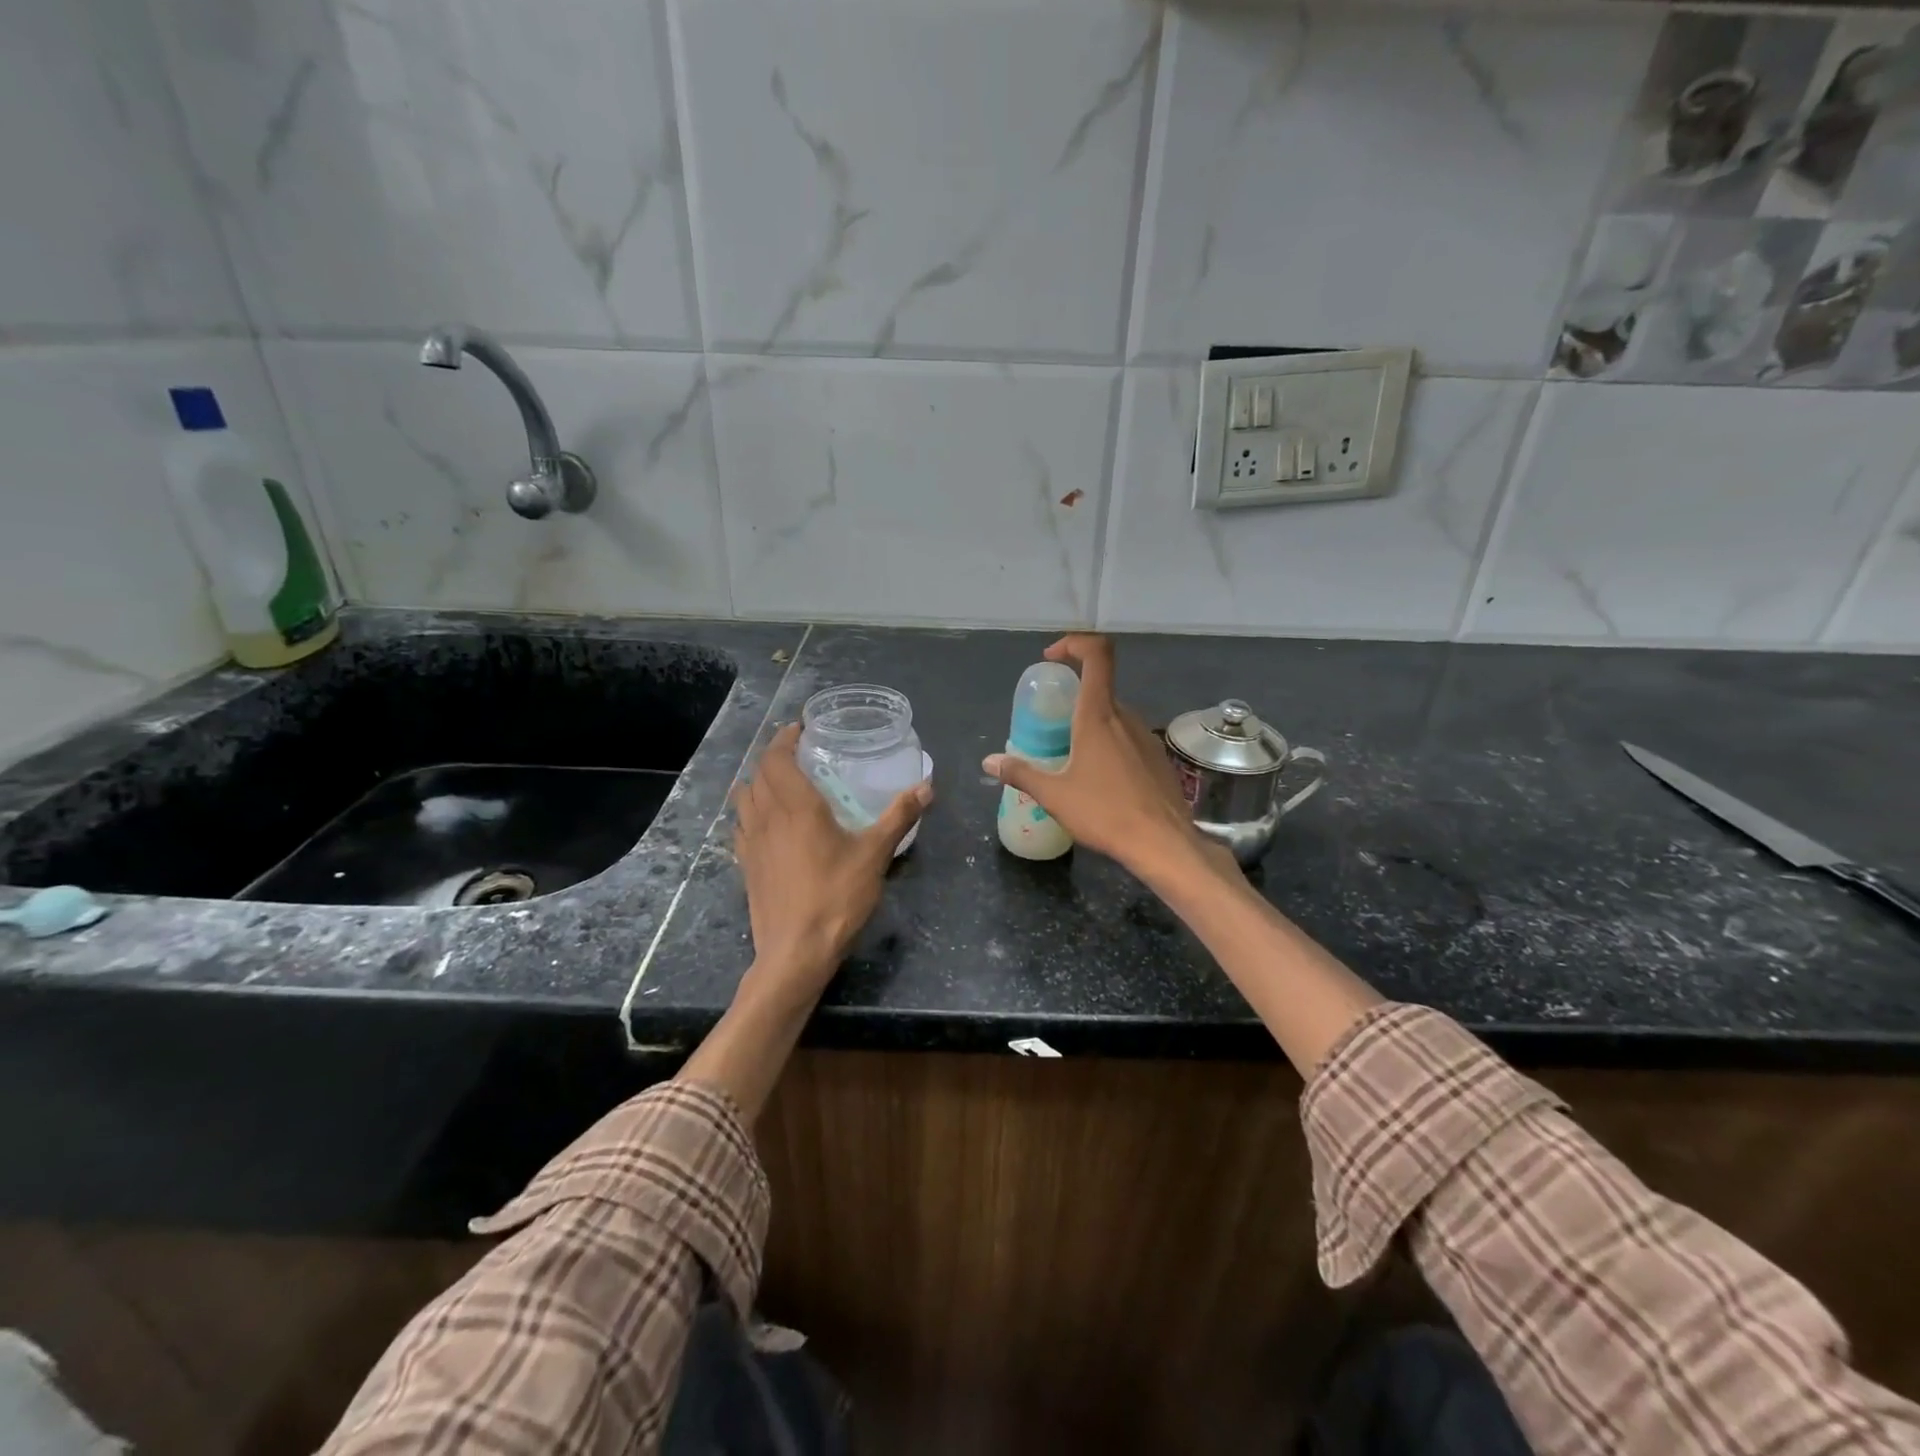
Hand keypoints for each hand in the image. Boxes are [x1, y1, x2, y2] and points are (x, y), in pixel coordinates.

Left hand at [734, 723, 931, 1007]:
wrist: (795, 951)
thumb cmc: (837, 897)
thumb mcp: (875, 854)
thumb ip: (899, 816)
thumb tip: (927, 786)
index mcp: (796, 806)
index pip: (778, 758)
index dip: (785, 739)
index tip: (799, 729)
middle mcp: (767, 816)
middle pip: (758, 773)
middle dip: (774, 755)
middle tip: (796, 751)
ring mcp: (750, 842)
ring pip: (743, 797)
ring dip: (757, 780)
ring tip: (779, 780)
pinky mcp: (745, 865)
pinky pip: (740, 824)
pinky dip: (749, 810)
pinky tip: (765, 820)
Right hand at [983, 634, 1220, 883]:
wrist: (1163, 843)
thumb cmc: (1105, 813)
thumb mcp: (1054, 796)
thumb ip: (1020, 774)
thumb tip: (989, 762)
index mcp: (1098, 716)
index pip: (1097, 654)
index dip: (1074, 643)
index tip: (1051, 659)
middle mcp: (1125, 717)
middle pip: (1100, 690)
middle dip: (1072, 701)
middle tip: (1050, 730)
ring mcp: (1146, 736)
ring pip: (1114, 717)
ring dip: (1091, 727)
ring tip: (1072, 762)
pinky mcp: (1158, 758)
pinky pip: (1128, 739)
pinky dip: (1110, 747)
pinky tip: (1101, 782)